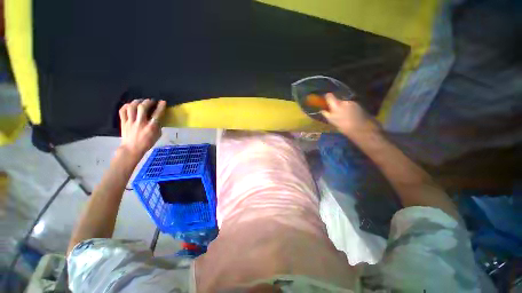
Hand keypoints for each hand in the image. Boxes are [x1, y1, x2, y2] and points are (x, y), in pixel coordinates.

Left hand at [119, 99, 166, 158]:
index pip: (157, 114)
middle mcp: (140, 123)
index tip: (162, 101)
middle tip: (151, 101)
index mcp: (151, 127)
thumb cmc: (147, 143)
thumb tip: (158, 118)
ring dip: (137, 101)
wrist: (131, 149)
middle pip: (142, 108)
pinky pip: (123, 111)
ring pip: (132, 107)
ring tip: (141, 101)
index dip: (160, 106)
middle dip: (148, 102)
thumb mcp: (157, 135)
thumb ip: (158, 126)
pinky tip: (130, 105)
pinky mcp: (123, 122)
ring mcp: (130, 122)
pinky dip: (126, 106)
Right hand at [321, 93, 377, 137]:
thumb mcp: (331, 120)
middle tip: (335, 113)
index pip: (329, 96)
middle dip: (336, 105)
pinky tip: (350, 116)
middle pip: (337, 101)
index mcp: (336, 105)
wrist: (359, 128)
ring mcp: (351, 103)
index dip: (327, 97)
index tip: (325, 100)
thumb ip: (326, 114)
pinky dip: (349, 109)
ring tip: (343, 116)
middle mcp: (343, 102)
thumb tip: (322, 110)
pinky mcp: (357, 106)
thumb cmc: (342, 125)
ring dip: (343, 108)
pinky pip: (350, 106)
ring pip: (344, 104)